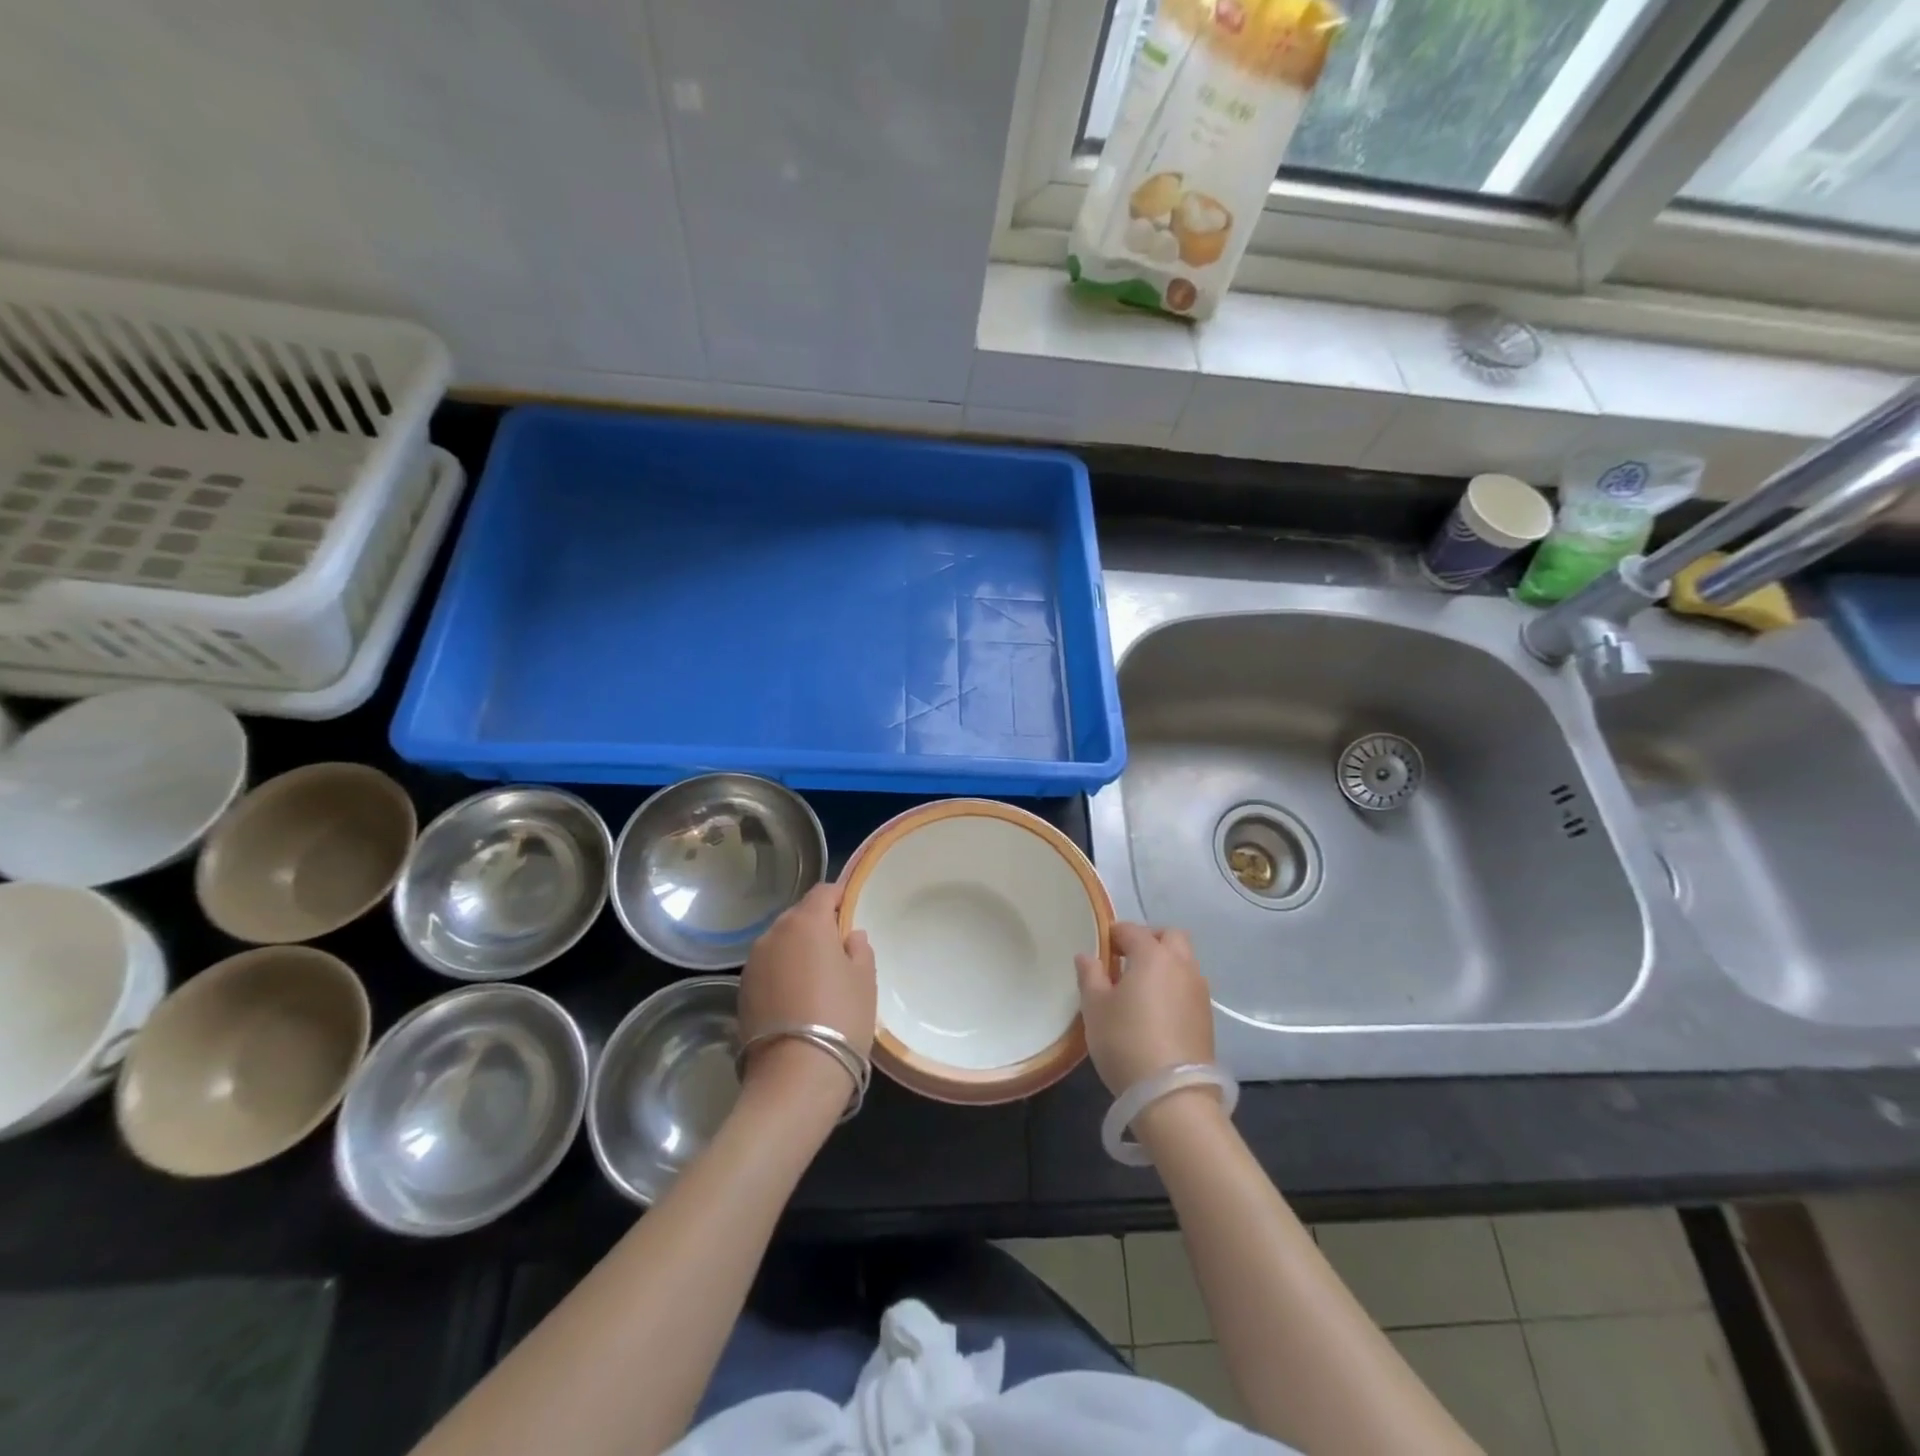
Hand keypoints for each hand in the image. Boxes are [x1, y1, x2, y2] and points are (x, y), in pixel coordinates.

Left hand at [738, 883, 877, 1095]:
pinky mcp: (742, 991)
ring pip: (780, 942)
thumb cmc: (840, 1018)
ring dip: (797, 950)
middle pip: (798, 916)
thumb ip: (859, 949)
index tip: (851, 913)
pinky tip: (796, 999)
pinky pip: (768, 968)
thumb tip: (849, 936)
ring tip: (816, 979)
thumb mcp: (865, 980)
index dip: (840, 898)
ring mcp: (753, 963)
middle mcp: (774, 934)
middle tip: (838, 951)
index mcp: (806, 922)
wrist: (794, 1076)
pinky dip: (782, 973)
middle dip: (817, 925)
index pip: (823, 892)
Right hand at [1076, 923, 1214, 1094]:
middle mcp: (1182, 966)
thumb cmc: (1125, 1042)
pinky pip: (1189, 987)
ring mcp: (1200, 992)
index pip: (1132, 930)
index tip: (1100, 949)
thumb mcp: (1095, 1008)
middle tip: (1126, 960)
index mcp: (1153, 956)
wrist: (1172, 1096)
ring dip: (1165, 964)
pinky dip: (1174, 987)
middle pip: (1170, 936)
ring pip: (1184, 961)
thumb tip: (1087, 956)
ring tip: (1140, 988)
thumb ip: (1090, 976)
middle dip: (1149, 940)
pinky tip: (1156, 1012)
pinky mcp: (1208, 1018)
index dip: (1113, 935)